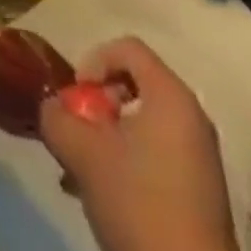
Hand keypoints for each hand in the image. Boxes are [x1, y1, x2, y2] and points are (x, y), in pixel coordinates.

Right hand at [38, 38, 241, 250]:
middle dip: (98, 104)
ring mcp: (200, 154)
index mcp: (171, 95)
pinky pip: (157, 152)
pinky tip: (104, 192)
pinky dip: (128, 160)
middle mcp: (191, 115)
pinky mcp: (200, 189)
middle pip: (135, 84)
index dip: (95, 60)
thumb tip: (50, 106)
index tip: (77, 95)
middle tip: (79, 131)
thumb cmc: (140, 203)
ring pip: (142, 123)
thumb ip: (57, 118)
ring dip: (108, 137)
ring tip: (83, 169)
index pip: (128, 47)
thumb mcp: (84, 154)